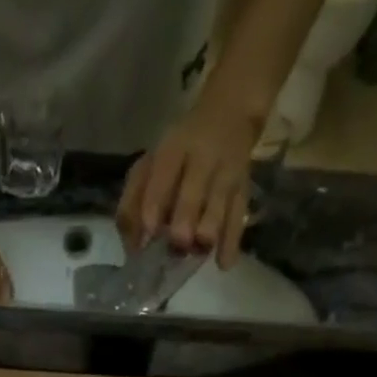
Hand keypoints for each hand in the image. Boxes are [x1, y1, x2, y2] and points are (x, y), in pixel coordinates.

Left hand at [117, 102, 258, 268]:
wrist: (231, 114)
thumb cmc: (178, 153)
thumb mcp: (150, 165)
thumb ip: (133, 203)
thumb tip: (133, 248)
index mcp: (174, 148)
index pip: (164, 174)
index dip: (154, 206)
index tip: (149, 233)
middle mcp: (203, 158)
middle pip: (193, 194)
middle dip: (183, 226)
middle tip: (177, 244)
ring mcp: (226, 173)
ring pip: (219, 208)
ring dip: (206, 235)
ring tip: (195, 251)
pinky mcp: (244, 188)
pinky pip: (239, 217)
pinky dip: (231, 242)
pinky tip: (223, 263)